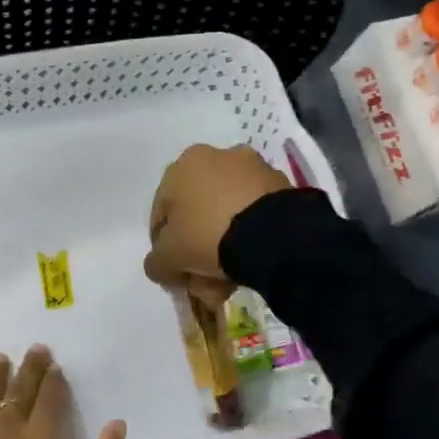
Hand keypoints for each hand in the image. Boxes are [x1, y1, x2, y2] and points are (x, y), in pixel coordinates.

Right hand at [143, 144, 291, 313]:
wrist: (273, 235)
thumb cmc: (208, 235)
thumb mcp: (168, 258)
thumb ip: (156, 262)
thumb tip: (160, 265)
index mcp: (185, 164)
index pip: (163, 211)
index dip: (163, 245)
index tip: (172, 270)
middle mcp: (218, 157)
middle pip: (198, 213)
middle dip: (197, 248)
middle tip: (201, 280)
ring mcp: (253, 169)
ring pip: (228, 215)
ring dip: (224, 246)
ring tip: (228, 281)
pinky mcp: (282, 186)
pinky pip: (255, 216)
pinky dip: (249, 238)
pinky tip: (251, 265)